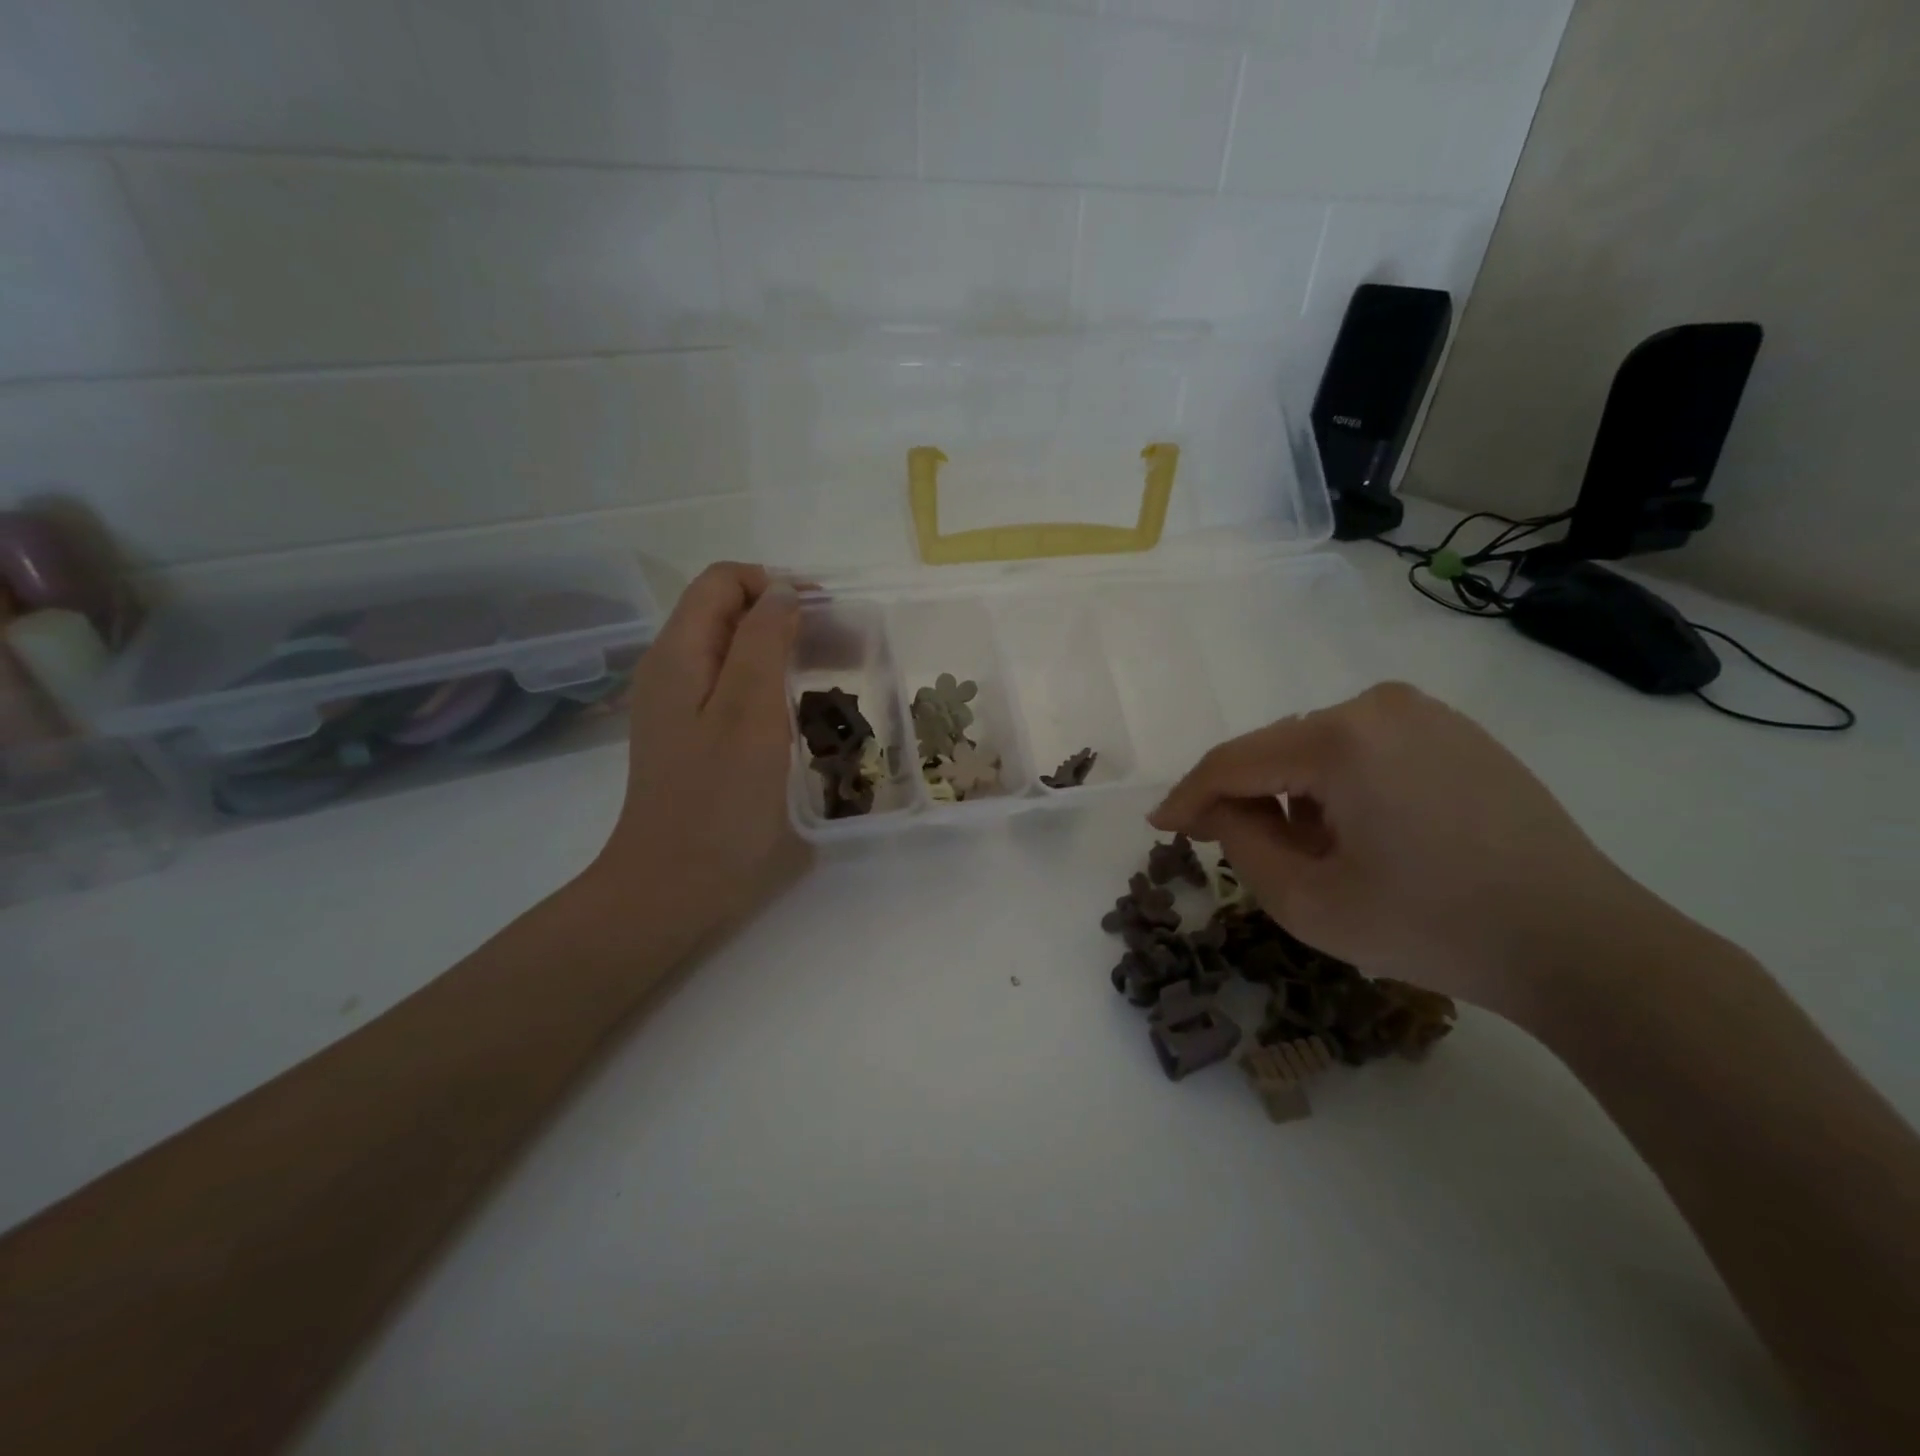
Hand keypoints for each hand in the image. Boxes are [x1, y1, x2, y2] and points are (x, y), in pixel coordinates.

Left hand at [592, 563, 809, 936]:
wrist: (674, 888)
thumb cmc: (718, 801)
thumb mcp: (748, 712)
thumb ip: (763, 641)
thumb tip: (783, 590)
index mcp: (679, 653)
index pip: (723, 581)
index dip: (775, 584)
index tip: (825, 615)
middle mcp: (673, 670)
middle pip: (729, 613)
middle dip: (787, 616)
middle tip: (844, 646)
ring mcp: (681, 707)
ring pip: (735, 652)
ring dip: (785, 650)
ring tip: (836, 674)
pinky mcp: (696, 739)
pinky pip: (735, 689)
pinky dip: (773, 685)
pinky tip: (804, 712)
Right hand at [1150, 682, 1664, 1011]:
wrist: (1582, 944)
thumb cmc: (1433, 926)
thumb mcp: (1309, 900)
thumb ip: (1239, 843)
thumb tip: (1216, 809)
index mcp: (1342, 739)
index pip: (1236, 761)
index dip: (1189, 796)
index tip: (1160, 826)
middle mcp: (1379, 705)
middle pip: (1276, 749)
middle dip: (1247, 798)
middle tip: (1234, 851)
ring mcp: (1424, 713)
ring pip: (1317, 748)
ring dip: (1295, 794)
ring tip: (1314, 853)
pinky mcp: (1455, 732)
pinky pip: (1364, 749)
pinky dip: (1339, 786)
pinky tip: (1361, 834)